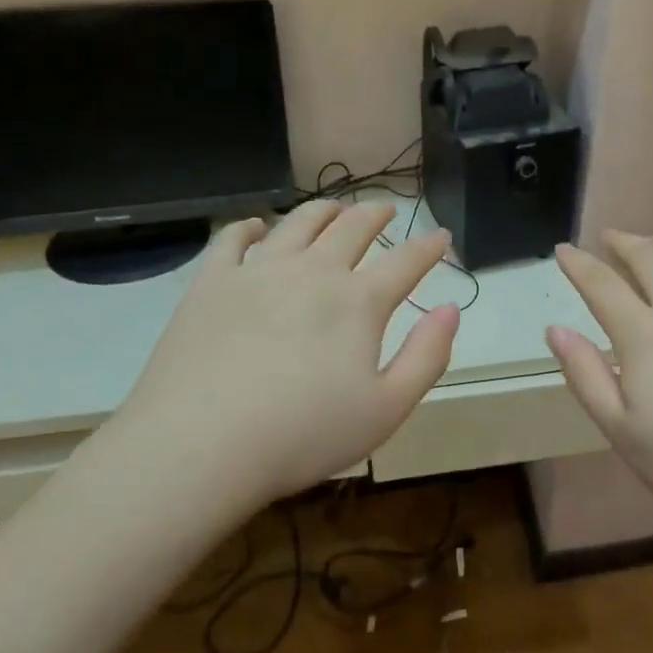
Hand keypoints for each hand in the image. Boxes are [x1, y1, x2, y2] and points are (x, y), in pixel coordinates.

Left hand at [111, 201, 458, 500]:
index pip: (405, 262)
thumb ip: (427, 356)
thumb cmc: (303, 435)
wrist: (201, 444)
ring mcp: (259, 270)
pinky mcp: (212, 281)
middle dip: (376, 215)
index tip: (441, 235)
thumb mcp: (387, 410)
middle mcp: (313, 271)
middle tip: (386, 209)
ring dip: (324, 209)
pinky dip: (251, 226)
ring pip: (299, 222)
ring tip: (335, 207)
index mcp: (358, 302)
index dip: (428, 247)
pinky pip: (233, 238)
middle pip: (352, 228)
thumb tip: (451, 309)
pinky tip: (258, 227)